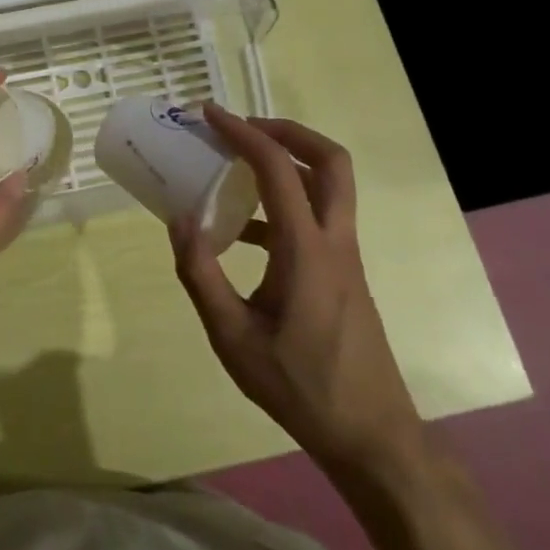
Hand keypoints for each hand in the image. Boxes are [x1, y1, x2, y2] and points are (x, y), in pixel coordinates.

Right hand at [173, 106, 425, 474]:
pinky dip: (285, 200)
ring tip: (239, 163)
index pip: (276, 168)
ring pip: (330, 184)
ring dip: (289, 161)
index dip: (242, 133)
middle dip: (287, 131)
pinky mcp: (344, 272)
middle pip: (330, 160)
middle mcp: (334, 240)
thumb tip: (179, 219)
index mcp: (306, 249)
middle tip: (244, 128)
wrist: (370, 435)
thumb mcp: (232, 338)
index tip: (210, 114)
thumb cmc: (299, 386)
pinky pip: (319, 215)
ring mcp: (345, 256)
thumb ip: (201, 275)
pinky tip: (243, 229)